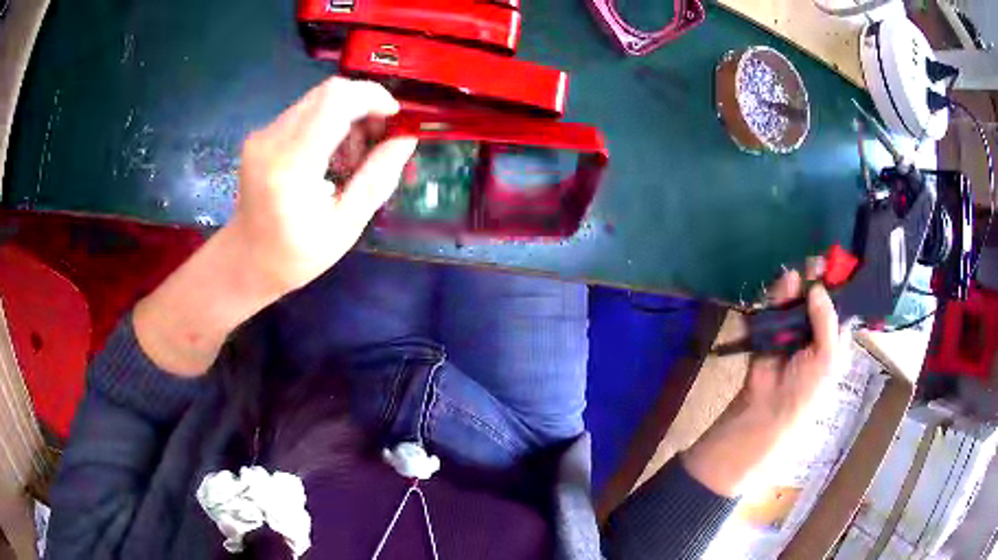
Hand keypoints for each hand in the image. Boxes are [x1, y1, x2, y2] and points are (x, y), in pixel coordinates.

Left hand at [229, 77, 416, 293]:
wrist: (246, 260)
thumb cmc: (295, 256)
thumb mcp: (346, 226)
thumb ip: (377, 179)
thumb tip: (406, 138)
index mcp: (291, 167)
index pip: (335, 101)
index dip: (372, 97)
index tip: (394, 117)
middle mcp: (271, 140)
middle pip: (329, 92)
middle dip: (364, 105)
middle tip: (376, 139)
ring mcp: (263, 134)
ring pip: (319, 98)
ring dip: (348, 115)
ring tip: (352, 156)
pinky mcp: (262, 134)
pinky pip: (306, 110)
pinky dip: (329, 123)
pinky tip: (331, 155)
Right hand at [737, 268, 840, 427]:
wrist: (770, 409)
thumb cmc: (808, 388)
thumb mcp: (828, 357)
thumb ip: (826, 320)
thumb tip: (818, 286)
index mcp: (834, 339)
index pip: (839, 307)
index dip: (838, 287)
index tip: (836, 264)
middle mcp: (815, 331)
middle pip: (816, 298)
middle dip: (815, 280)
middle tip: (815, 262)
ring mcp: (792, 329)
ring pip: (795, 300)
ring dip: (795, 287)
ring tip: (794, 276)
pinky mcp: (771, 330)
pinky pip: (775, 307)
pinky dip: (777, 296)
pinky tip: (783, 286)